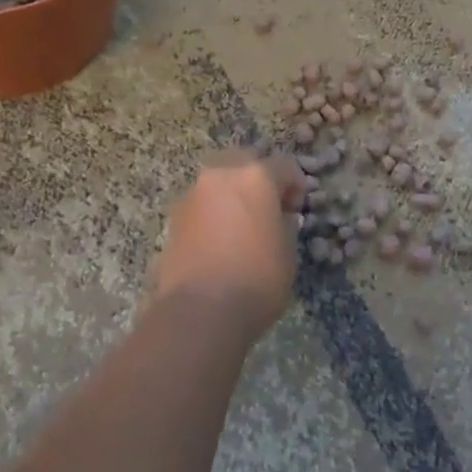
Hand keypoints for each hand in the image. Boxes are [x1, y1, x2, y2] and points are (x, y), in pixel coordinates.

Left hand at [150, 151, 305, 341]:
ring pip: (218, 179)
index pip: (284, 165)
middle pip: (245, 161)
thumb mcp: (287, 254)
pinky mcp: (174, 215)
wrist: (199, 311)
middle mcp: (222, 174)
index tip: (297, 207)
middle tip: (268, 207)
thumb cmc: (256, 280)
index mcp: (256, 176)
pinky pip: (201, 202)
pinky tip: (219, 239)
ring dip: (232, 192)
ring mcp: (194, 193)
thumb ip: (285, 226)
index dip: (296, 184)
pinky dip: (213, 211)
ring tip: (241, 224)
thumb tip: (279, 218)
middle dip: (259, 178)